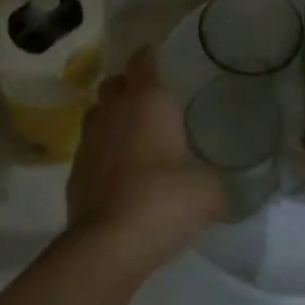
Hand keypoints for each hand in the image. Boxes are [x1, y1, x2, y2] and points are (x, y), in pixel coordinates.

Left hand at [66, 47, 225, 266]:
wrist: (108, 247)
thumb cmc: (162, 199)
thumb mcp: (207, 192)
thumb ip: (219, 184)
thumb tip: (231, 192)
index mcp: (147, 98)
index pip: (144, 58)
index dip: (152, 57)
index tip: (166, 65)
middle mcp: (114, 109)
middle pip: (115, 82)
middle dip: (129, 87)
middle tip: (151, 105)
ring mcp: (89, 140)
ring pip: (98, 114)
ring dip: (113, 121)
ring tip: (134, 141)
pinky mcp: (74, 173)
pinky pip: (90, 151)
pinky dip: (102, 156)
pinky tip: (120, 177)